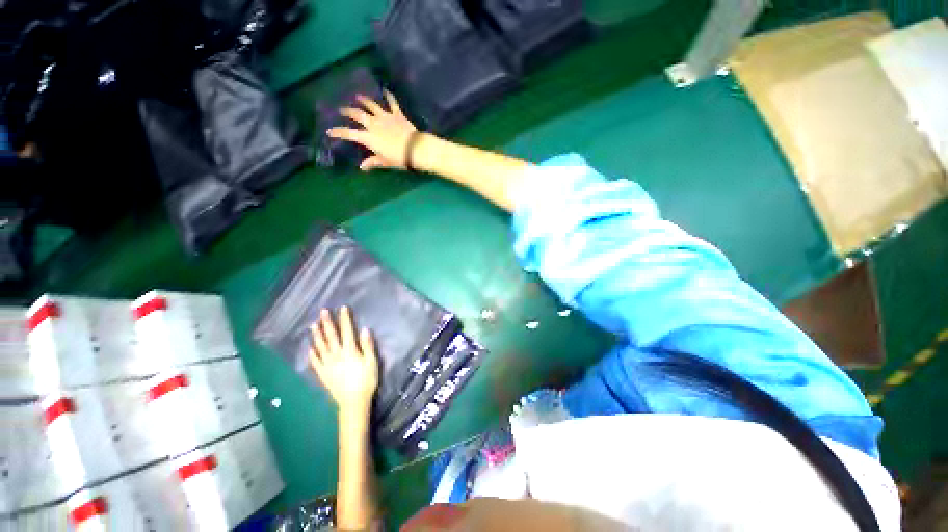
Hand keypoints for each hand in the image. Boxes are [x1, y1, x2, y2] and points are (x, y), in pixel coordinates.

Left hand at [309, 307, 378, 413]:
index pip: (347, 331)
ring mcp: (328, 365)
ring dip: (317, 335)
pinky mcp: (323, 374)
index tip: (342, 308)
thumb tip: (364, 330)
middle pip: (331, 336)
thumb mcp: (372, 362)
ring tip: (313, 325)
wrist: (353, 402)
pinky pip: (316, 362)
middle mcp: (336, 355)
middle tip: (322, 311)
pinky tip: (310, 348)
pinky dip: (312, 354)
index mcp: (350, 351)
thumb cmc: (366, 380)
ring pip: (321, 347)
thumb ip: (367, 346)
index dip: (345, 319)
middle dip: (327, 323)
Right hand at [327, 91, 419, 171]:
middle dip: (348, 111)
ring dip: (364, 100)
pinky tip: (385, 91)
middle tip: (342, 110)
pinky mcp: (397, 114)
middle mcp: (373, 124)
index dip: (339, 132)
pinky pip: (392, 103)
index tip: (329, 131)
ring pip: (371, 105)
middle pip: (357, 114)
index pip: (349, 134)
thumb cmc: (399, 158)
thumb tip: (362, 167)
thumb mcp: (384, 162)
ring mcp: (385, 117)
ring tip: (358, 96)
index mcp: (369, 137)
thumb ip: (372, 162)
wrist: (415, 149)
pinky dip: (388, 96)